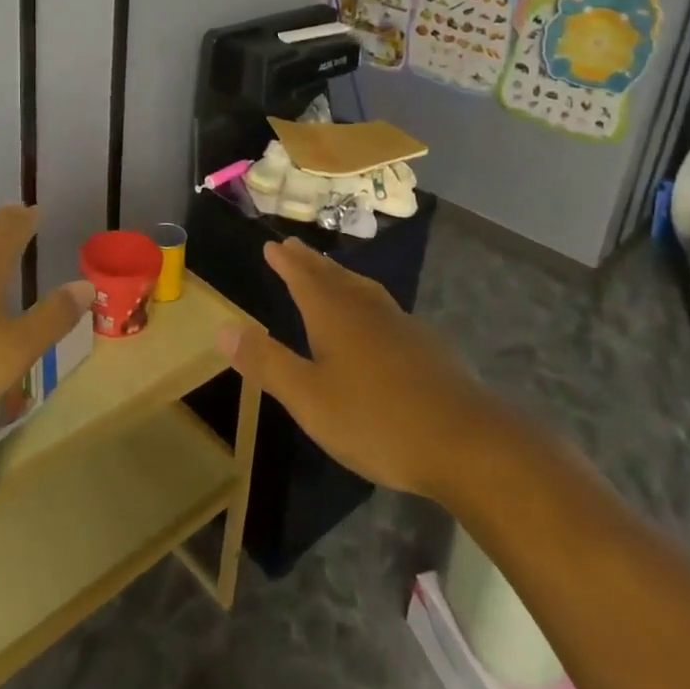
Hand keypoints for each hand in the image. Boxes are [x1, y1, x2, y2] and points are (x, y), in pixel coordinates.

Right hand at [217, 238, 492, 499]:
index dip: (286, 262)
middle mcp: (367, 310)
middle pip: (333, 277)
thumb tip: (223, 326)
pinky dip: (366, 300)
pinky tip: (375, 320)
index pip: (304, 278)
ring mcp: (401, 325)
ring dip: (340, 277)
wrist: (466, 442)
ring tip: (329, 273)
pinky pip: (384, 308)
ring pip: (363, 289)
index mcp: (335, 316)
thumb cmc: (377, 420)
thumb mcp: (309, 398)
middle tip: (293, 247)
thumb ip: (267, 362)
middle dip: (310, 262)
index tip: (272, 245)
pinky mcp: (426, 347)